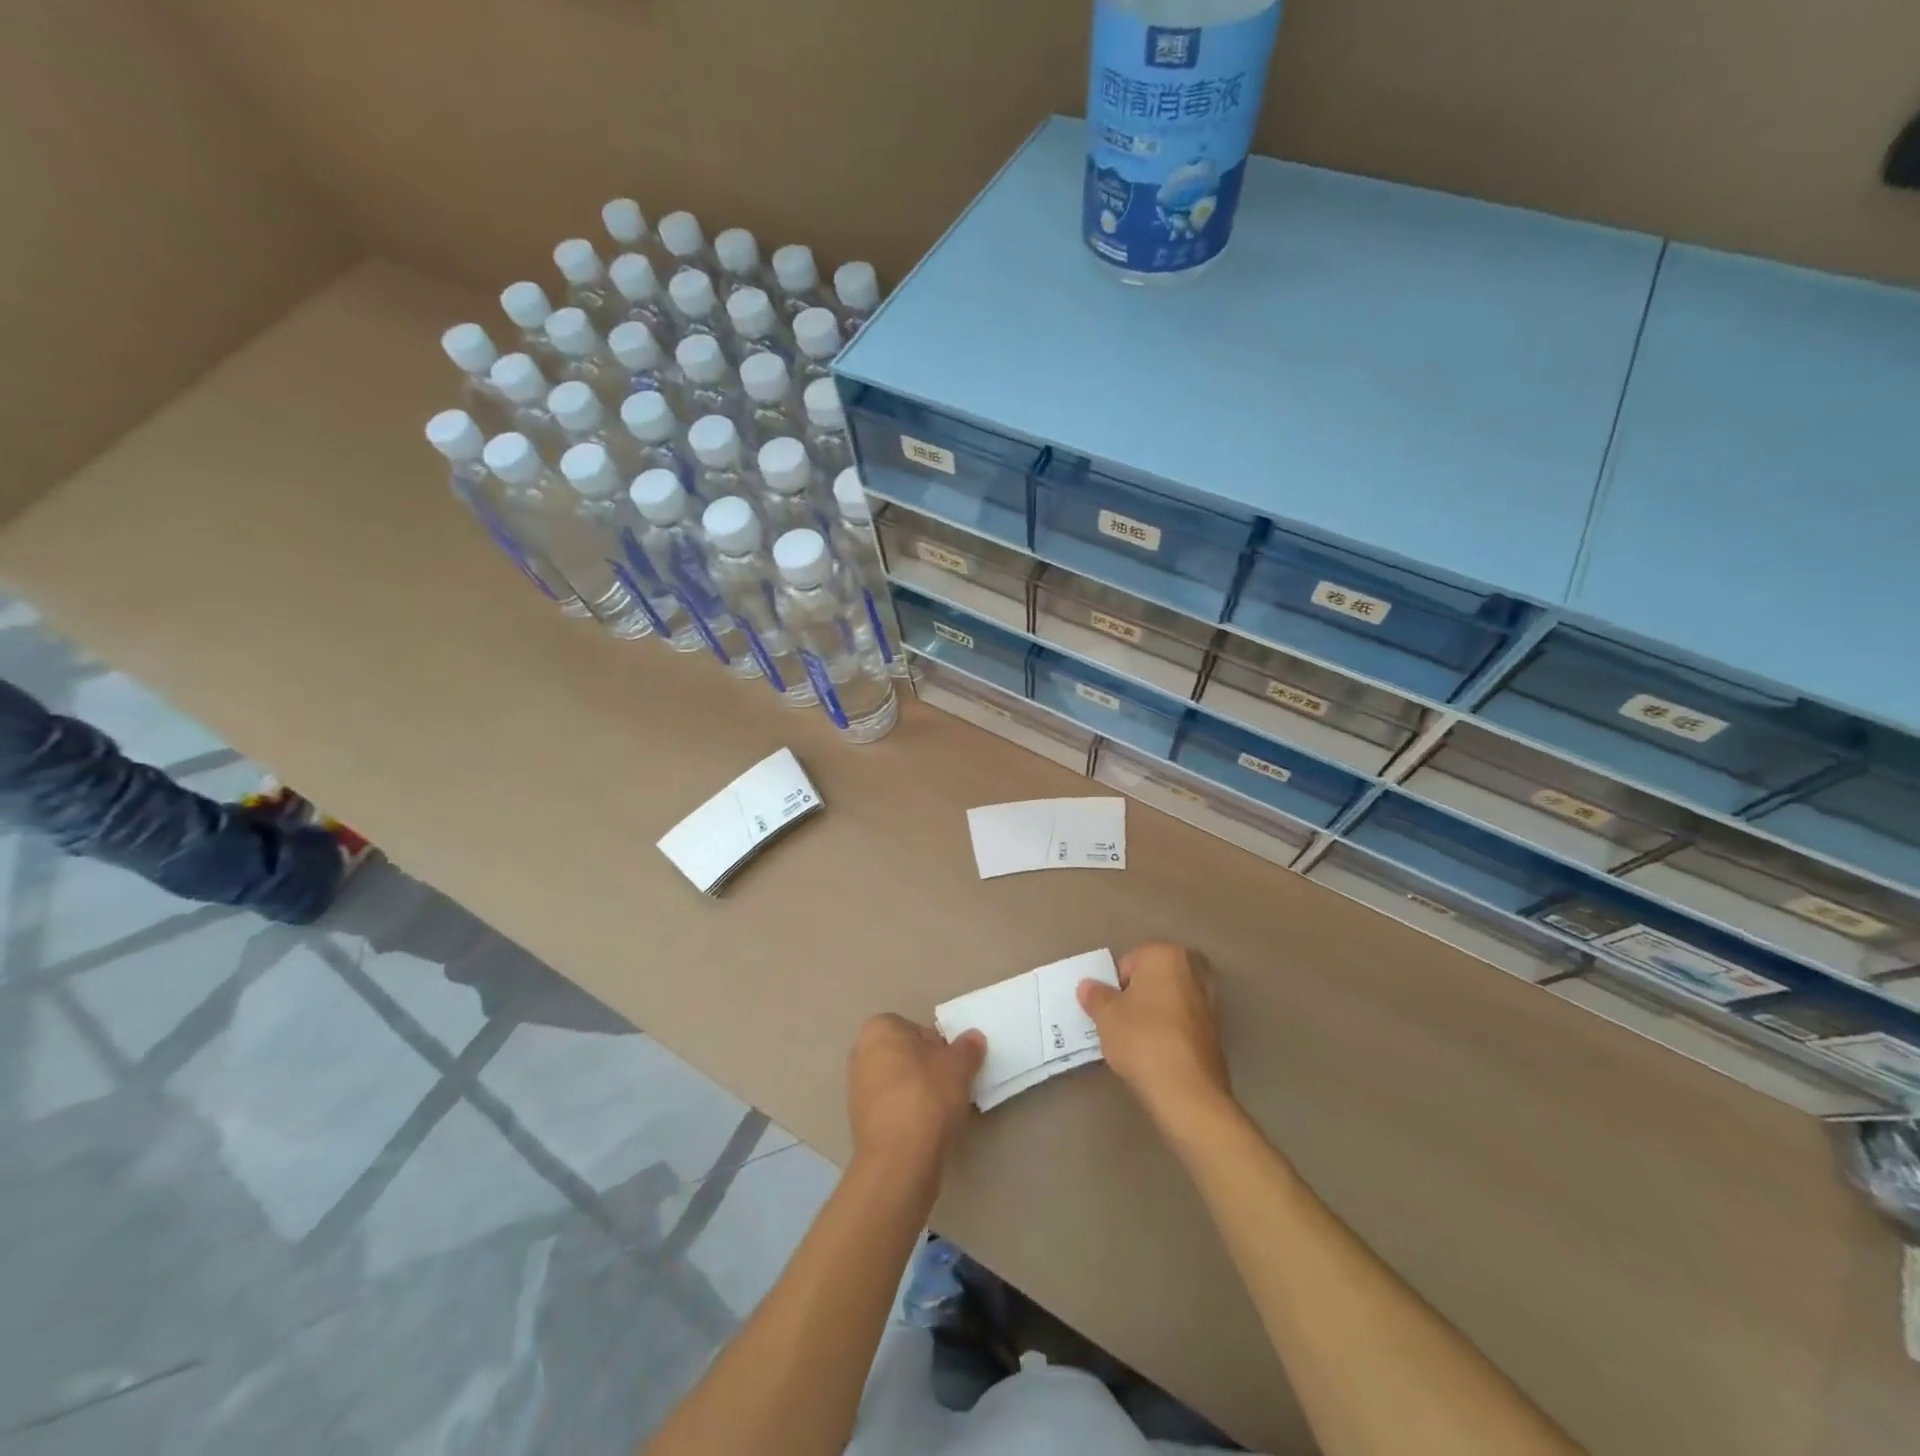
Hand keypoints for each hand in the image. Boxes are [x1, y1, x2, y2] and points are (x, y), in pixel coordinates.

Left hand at [847, 1014, 985, 1180]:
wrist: (899, 1158)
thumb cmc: (926, 1096)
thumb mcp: (959, 1066)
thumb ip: (967, 1048)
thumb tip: (973, 1038)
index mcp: (878, 1030)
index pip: (915, 1029)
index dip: (938, 1046)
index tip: (952, 1065)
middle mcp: (861, 1054)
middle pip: (905, 1055)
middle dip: (926, 1068)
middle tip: (950, 1085)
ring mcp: (856, 1090)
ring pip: (897, 1083)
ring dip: (917, 1092)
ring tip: (941, 1110)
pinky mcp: (859, 1122)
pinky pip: (891, 1108)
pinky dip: (907, 1114)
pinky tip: (926, 1129)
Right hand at [1078, 942, 1231, 1131]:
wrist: (1187, 1090)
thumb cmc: (1141, 1038)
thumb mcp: (1106, 1015)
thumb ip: (1096, 996)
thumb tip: (1088, 986)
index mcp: (1166, 955)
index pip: (1131, 960)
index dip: (1116, 984)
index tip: (1111, 1009)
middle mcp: (1193, 970)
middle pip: (1154, 978)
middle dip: (1139, 995)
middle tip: (1123, 1022)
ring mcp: (1211, 1001)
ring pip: (1171, 1000)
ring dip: (1156, 1013)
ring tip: (1140, 1041)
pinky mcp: (1218, 1031)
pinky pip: (1185, 1022)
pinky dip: (1172, 1031)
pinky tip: (1159, 1053)